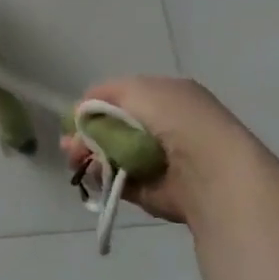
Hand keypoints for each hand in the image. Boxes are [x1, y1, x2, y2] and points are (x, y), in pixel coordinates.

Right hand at [61, 76, 259, 225]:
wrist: (210, 170)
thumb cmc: (176, 120)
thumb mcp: (137, 90)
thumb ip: (104, 96)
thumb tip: (82, 113)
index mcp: (167, 97)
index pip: (121, 98)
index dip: (94, 106)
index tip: (74, 119)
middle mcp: (165, 127)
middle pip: (113, 128)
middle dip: (87, 135)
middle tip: (68, 146)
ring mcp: (159, 160)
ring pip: (112, 155)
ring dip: (90, 156)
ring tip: (74, 161)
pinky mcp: (154, 190)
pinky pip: (119, 180)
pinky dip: (104, 178)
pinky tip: (94, 175)